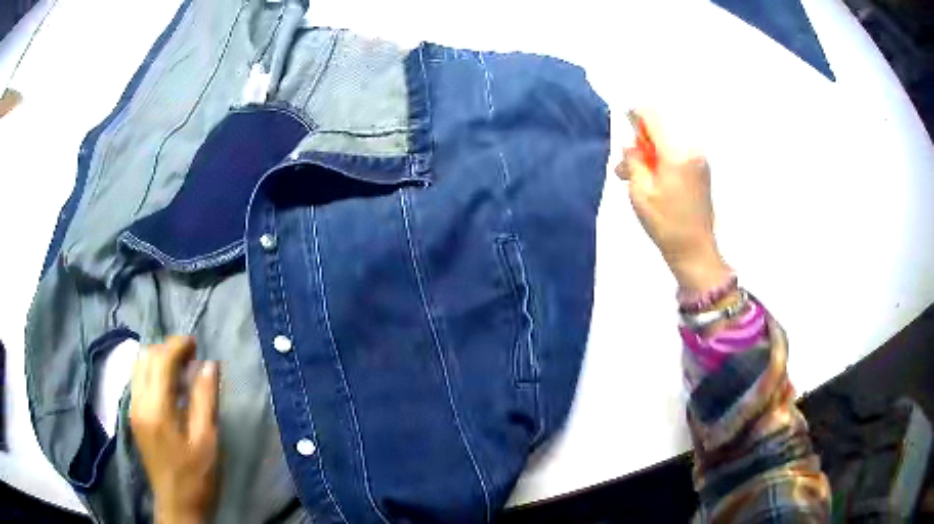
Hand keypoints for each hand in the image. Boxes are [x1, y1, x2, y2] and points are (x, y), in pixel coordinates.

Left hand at [130, 336, 219, 523]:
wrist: (177, 505)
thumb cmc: (197, 477)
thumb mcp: (207, 441)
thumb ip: (205, 399)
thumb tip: (209, 364)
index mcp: (157, 408)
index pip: (161, 360)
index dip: (178, 345)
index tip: (196, 343)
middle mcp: (139, 402)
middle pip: (146, 357)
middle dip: (167, 349)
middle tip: (191, 357)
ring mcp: (133, 409)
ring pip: (139, 366)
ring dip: (159, 359)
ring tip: (181, 370)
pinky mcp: (134, 417)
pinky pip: (139, 381)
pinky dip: (153, 373)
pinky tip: (170, 388)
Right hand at [615, 110, 730, 292]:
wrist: (695, 251)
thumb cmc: (666, 225)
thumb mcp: (639, 193)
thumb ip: (633, 161)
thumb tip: (632, 145)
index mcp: (676, 153)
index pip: (652, 116)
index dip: (634, 116)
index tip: (624, 126)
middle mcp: (691, 150)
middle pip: (660, 128)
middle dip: (641, 142)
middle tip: (625, 167)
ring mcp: (699, 160)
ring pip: (668, 142)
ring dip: (650, 153)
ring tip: (636, 179)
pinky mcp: (702, 170)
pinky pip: (678, 153)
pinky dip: (663, 160)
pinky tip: (654, 182)